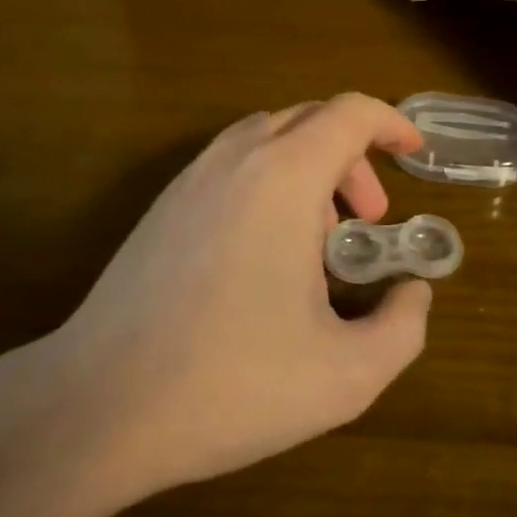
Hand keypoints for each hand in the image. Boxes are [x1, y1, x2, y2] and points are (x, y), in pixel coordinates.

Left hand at [0, 95, 432, 516]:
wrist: (103, 402)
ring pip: (266, 138)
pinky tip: (265, 250)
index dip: (391, 123)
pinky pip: (231, 164)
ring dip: (308, 167)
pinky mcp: (163, 206)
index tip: (414, 154)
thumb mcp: (346, 374)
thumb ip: (402, 327)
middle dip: (353, 157)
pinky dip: (268, 181)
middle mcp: (236, 159)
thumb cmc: (232, 383)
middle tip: (368, 221)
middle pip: (310, 120)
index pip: (350, 113)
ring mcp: (190, 178)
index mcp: (284, 177)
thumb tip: (413, 293)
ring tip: (320, 237)